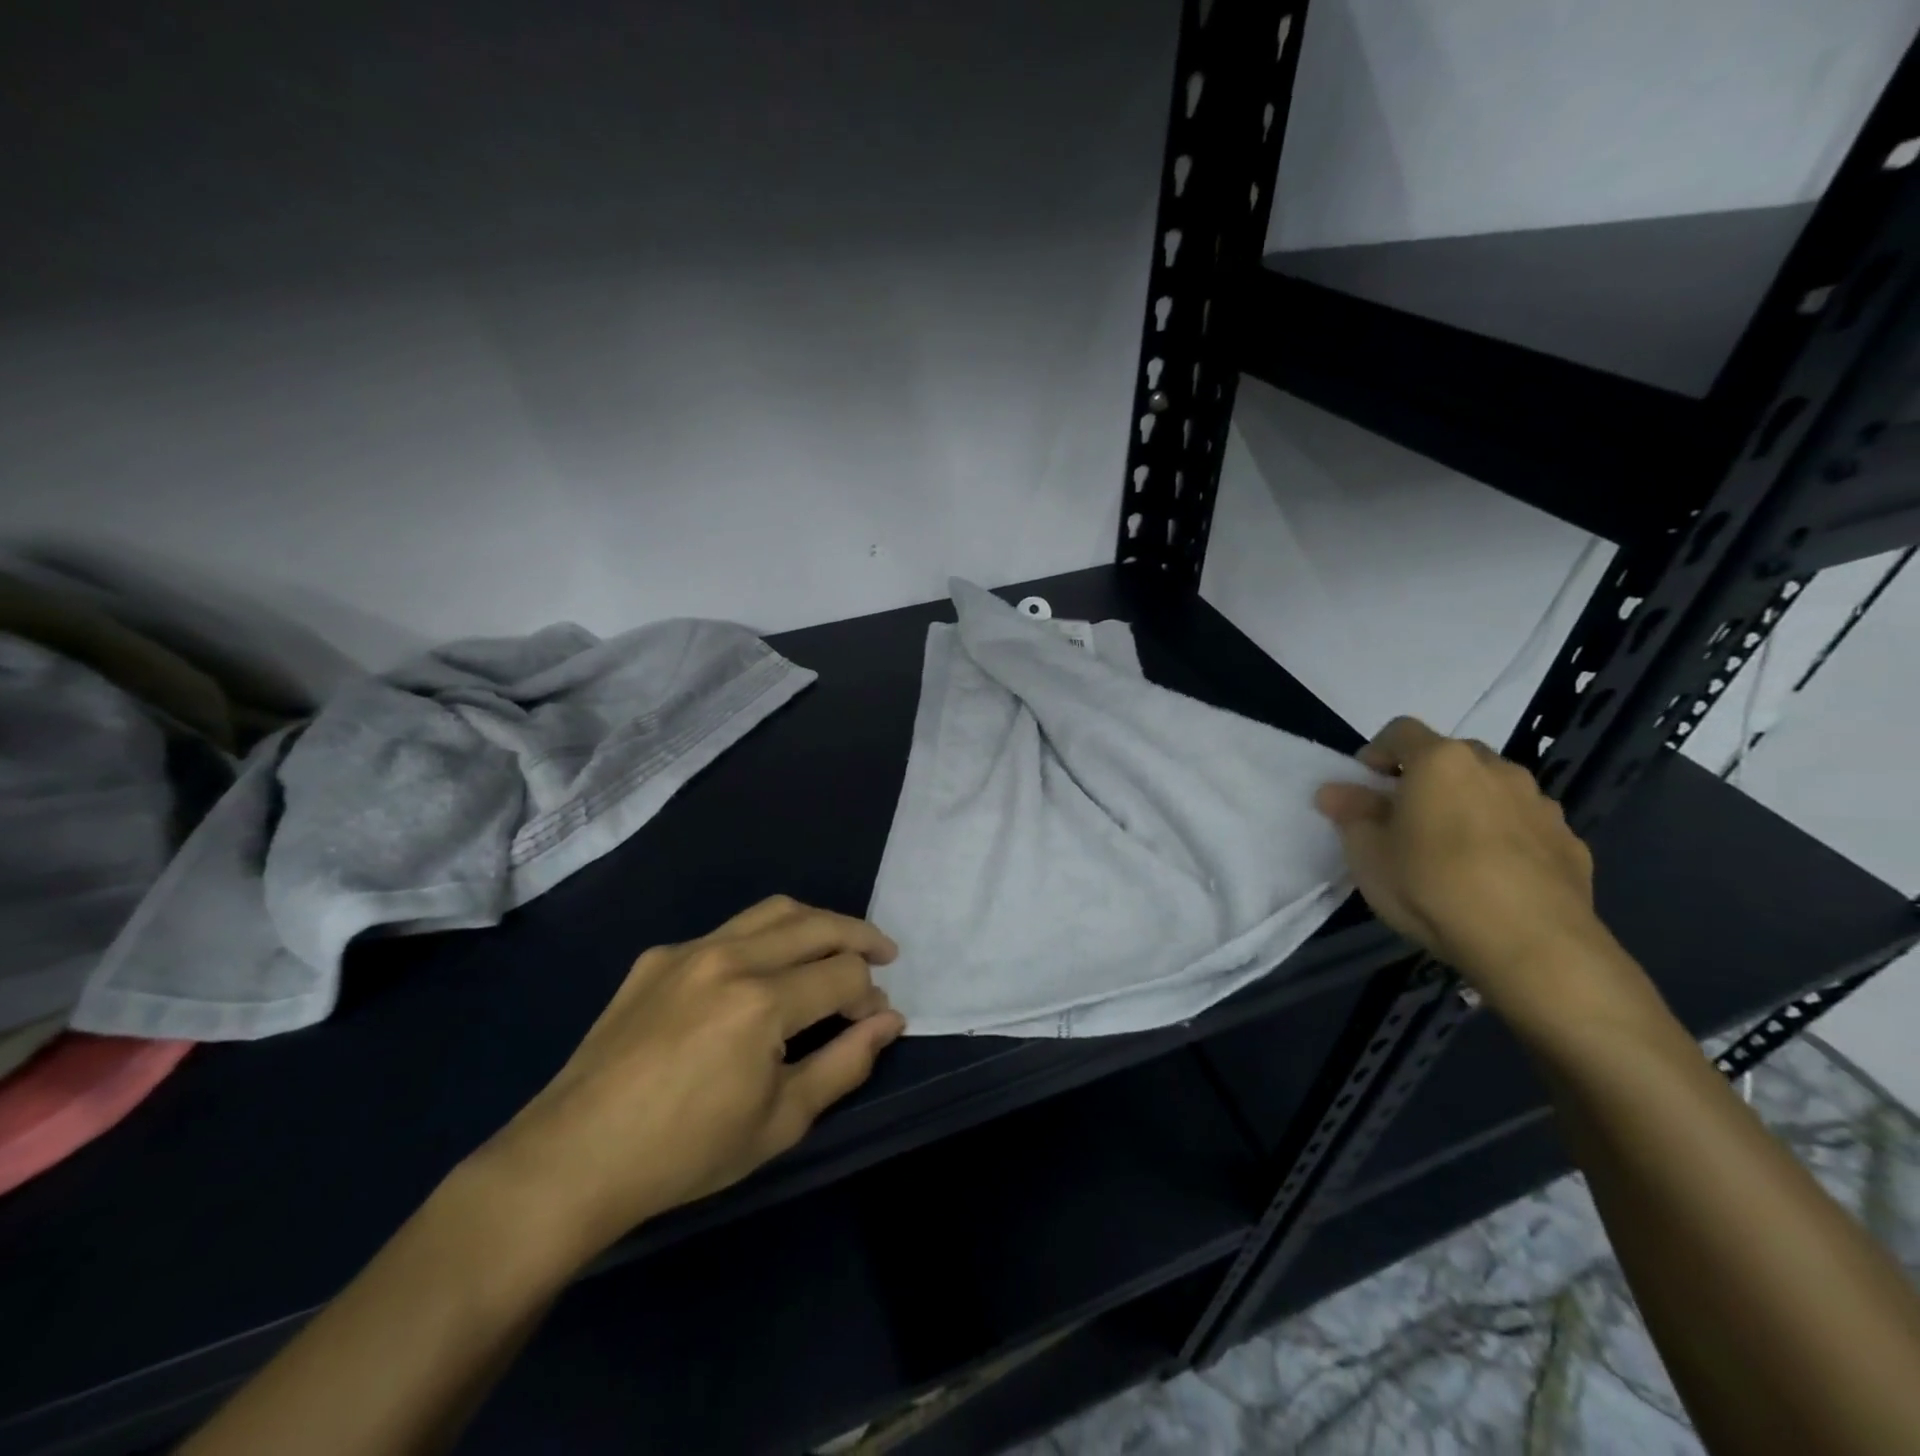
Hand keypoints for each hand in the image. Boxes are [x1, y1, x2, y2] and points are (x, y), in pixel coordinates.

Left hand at [472, 896, 903, 1266]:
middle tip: (884, 954)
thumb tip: (889, 1022)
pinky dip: (763, 939)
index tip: (875, 1021)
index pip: (844, 973)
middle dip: (860, 936)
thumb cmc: (685, 1152)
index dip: (871, 995)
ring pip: (773, 910)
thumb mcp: (780, 1121)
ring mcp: (689, 950)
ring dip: (816, 922)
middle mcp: (730, 957)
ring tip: (836, 943)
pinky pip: (726, 931)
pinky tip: (761, 972)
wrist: (573, 1158)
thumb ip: (845, 1064)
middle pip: (817, 923)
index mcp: (762, 1001)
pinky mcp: (658, 956)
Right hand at [1314, 716, 1633, 1025]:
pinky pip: (1526, 826)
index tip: (1365, 787)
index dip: (1377, 753)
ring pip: (1494, 790)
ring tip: (1452, 852)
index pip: (1400, 731)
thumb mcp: (1368, 854)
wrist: (1532, 945)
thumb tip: (1336, 792)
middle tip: (1406, 819)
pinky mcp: (1571, 843)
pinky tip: (1493, 878)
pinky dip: (1506, 838)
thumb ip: (1352, 814)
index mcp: (1441, 762)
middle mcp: (1495, 769)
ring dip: (1470, 806)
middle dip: (1426, 778)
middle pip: (1452, 756)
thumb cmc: (1431, 886)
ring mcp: (1541, 804)